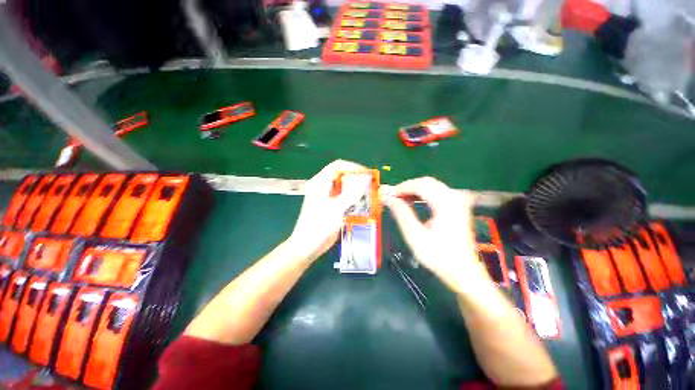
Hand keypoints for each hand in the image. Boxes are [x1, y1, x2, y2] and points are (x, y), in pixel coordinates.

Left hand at [289, 160, 367, 260]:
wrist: (307, 246)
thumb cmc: (318, 226)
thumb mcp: (336, 209)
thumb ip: (351, 195)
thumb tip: (365, 182)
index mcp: (320, 183)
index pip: (337, 166)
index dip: (352, 167)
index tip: (366, 174)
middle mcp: (323, 187)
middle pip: (342, 176)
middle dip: (357, 179)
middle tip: (370, 185)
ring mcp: (328, 197)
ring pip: (345, 188)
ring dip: (357, 190)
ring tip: (369, 194)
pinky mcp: (332, 207)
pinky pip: (345, 198)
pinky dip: (354, 200)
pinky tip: (363, 204)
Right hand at [384, 177, 489, 292]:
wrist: (463, 271)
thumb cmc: (439, 256)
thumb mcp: (415, 236)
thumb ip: (402, 214)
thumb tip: (390, 199)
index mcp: (446, 203)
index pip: (420, 185)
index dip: (402, 188)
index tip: (388, 195)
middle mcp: (454, 197)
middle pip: (426, 182)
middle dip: (407, 188)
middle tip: (392, 198)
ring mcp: (458, 201)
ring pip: (431, 186)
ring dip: (413, 191)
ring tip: (399, 201)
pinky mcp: (457, 206)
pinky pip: (436, 193)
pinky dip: (422, 195)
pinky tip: (412, 203)